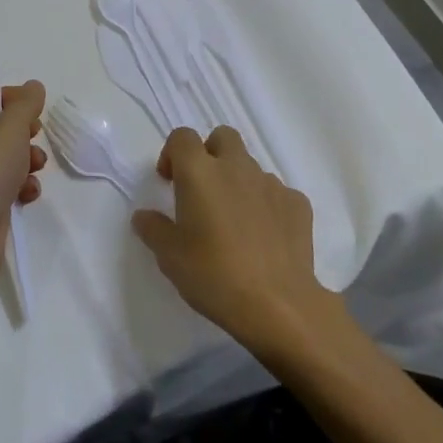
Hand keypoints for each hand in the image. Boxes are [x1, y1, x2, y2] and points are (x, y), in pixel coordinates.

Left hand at [0, 81, 47, 290]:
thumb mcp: (9, 128)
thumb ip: (24, 104)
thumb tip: (33, 87)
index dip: (7, 98)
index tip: (33, 105)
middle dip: (22, 132)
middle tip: (36, 134)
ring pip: (4, 160)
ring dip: (26, 161)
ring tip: (36, 167)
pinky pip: (5, 187)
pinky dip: (21, 187)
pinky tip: (28, 194)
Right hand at [132, 125, 338, 353]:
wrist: (278, 305)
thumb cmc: (214, 275)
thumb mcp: (170, 257)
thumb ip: (153, 229)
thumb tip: (144, 216)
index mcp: (199, 172)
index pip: (182, 137)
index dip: (172, 154)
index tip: (169, 182)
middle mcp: (236, 167)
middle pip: (222, 137)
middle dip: (210, 154)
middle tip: (203, 190)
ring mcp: (271, 183)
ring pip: (250, 166)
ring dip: (238, 182)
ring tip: (234, 222)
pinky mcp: (298, 204)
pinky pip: (276, 193)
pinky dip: (266, 205)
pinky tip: (264, 236)